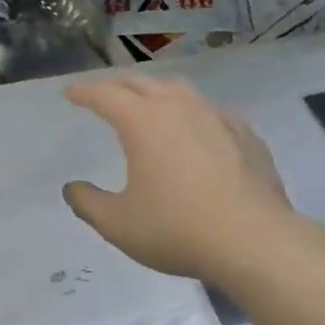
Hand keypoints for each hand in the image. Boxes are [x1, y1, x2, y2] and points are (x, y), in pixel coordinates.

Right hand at [63, 75, 291, 281]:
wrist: (253, 240)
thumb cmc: (176, 229)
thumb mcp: (117, 224)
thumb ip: (88, 203)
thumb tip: (72, 188)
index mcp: (142, 122)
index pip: (105, 96)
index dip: (84, 92)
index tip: (71, 92)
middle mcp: (179, 108)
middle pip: (142, 84)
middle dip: (118, 86)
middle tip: (104, 94)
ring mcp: (217, 117)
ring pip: (181, 91)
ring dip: (157, 92)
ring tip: (150, 104)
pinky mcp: (246, 135)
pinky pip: (213, 113)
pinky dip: (194, 114)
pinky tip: (198, 131)